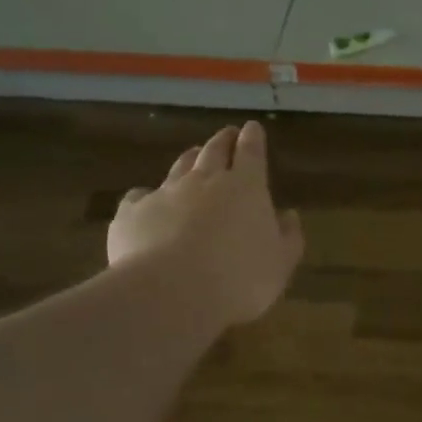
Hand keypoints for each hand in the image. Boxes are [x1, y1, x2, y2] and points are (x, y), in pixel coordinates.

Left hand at [106, 121, 303, 329]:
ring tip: (194, 154)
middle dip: (223, 140)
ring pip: (179, 167)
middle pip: (214, 151)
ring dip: (190, 158)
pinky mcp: (132, 213)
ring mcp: (165, 193)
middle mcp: (205, 181)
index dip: (253, 139)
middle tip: (228, 134)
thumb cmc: (238, 278)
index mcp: (246, 188)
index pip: (251, 152)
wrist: (170, 293)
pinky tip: (145, 201)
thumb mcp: (280, 263)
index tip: (253, 128)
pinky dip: (147, 195)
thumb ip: (288, 236)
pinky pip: (140, 196)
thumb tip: (289, 215)